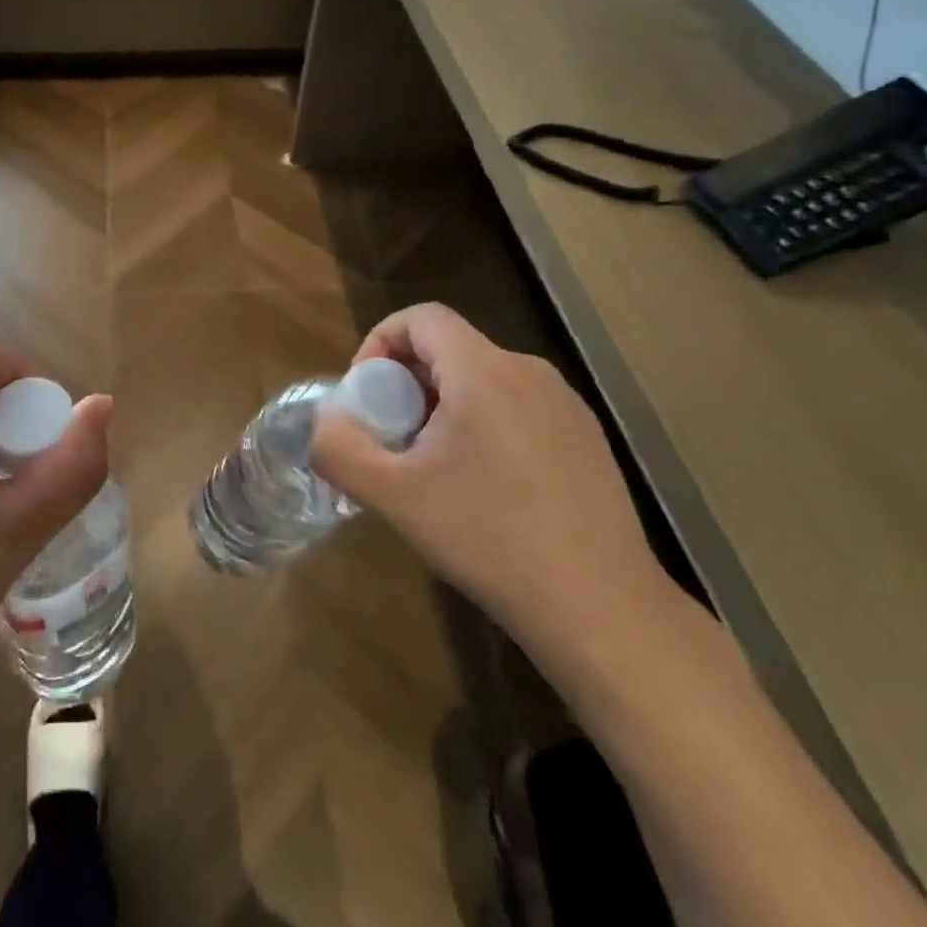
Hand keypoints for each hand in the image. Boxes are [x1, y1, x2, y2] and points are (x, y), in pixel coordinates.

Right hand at [309, 304, 674, 671]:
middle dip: (406, 383)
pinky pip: (516, 407)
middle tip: (392, 440)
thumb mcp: (393, 496)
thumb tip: (325, 422)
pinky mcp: (586, 439)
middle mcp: (530, 372)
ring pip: (483, 379)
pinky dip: (483, 425)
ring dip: (443, 406)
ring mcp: (566, 405)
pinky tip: (485, 489)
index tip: (367, 396)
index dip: (380, 342)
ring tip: (433, 468)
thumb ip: (339, 449)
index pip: (421, 317)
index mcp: (485, 371)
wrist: (600, 609)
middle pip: (449, 349)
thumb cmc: (489, 539)